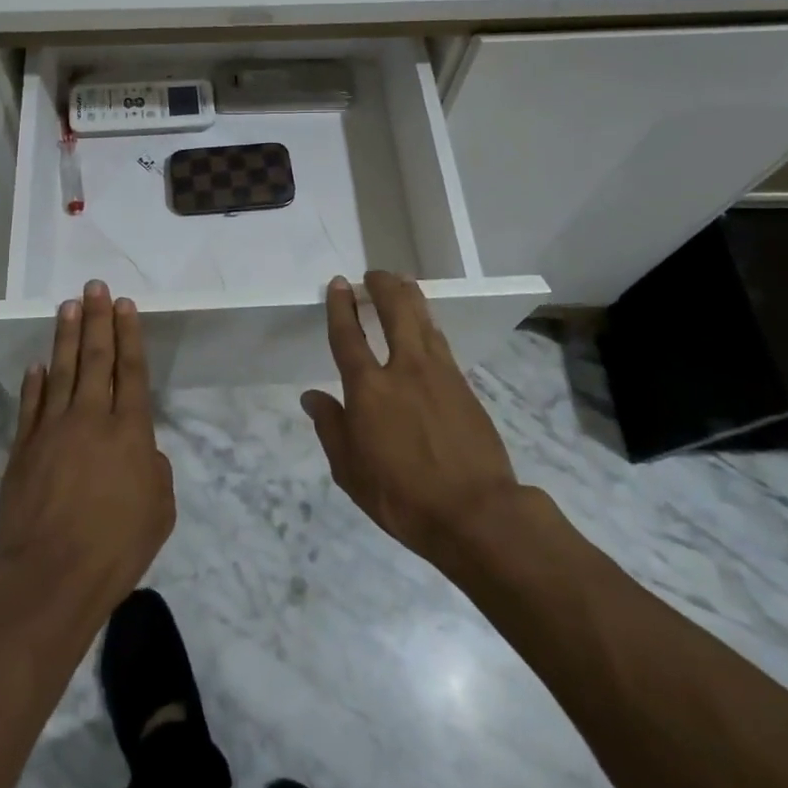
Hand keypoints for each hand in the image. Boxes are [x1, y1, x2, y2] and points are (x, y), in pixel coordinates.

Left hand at [0, 280, 175, 607]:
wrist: (51, 574)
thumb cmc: (117, 545)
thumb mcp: (160, 508)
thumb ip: (154, 469)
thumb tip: (139, 451)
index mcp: (130, 430)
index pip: (130, 369)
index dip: (128, 334)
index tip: (123, 304)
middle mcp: (92, 418)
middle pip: (96, 358)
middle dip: (97, 319)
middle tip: (94, 287)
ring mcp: (53, 430)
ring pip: (62, 371)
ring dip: (66, 337)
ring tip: (68, 306)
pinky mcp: (23, 449)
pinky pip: (31, 405)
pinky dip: (35, 382)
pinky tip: (38, 364)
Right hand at [302, 271, 521, 564]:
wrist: (477, 513)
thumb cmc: (402, 497)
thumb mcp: (350, 472)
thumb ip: (331, 428)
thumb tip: (311, 397)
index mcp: (369, 389)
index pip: (348, 336)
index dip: (341, 306)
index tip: (340, 283)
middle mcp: (404, 369)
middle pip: (395, 311)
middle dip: (383, 286)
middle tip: (374, 274)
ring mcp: (439, 374)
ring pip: (423, 319)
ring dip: (409, 296)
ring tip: (401, 282)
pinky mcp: (464, 386)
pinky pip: (441, 341)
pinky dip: (429, 323)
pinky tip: (427, 324)